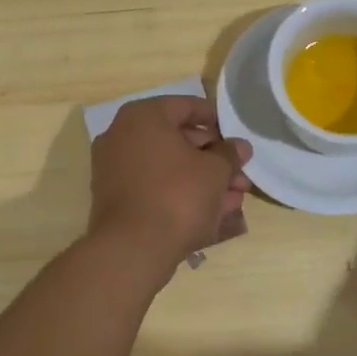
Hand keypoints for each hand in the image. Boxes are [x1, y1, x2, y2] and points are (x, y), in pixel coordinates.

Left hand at [87, 96, 252, 271]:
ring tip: (235, 198)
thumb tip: (239, 146)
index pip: (186, 106)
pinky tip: (213, 212)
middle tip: (241, 174)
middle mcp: (123, 137)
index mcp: (143, 117)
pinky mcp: (117, 201)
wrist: (133, 249)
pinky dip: (182, 195)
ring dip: (204, 181)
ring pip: (170, 169)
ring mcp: (116, 170)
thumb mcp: (215, 171)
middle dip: (214, 159)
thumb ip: (229, 153)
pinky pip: (156, 189)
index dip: (216, 120)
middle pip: (178, 140)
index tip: (237, 136)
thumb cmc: (178, 195)